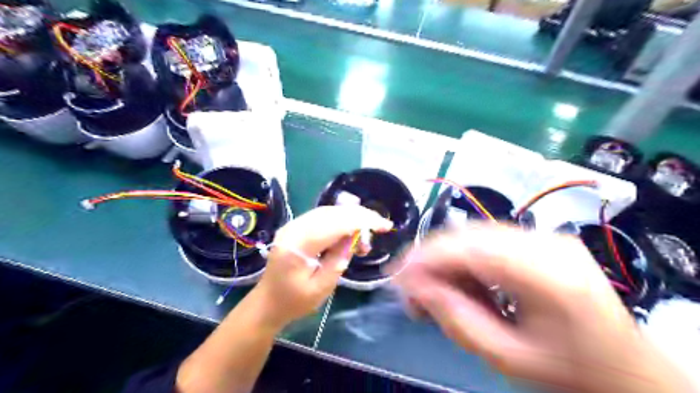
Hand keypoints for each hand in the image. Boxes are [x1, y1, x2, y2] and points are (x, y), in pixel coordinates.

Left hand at [250, 205, 392, 331]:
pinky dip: (340, 221)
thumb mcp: (322, 287)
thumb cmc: (294, 302)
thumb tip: (356, 236)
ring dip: (351, 218)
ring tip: (365, 236)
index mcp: (297, 246)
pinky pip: (322, 217)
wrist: (267, 303)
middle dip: (360, 216)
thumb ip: (340, 259)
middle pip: (332, 213)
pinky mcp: (296, 227)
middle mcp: (293, 229)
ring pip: (329, 212)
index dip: (362, 221)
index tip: (384, 225)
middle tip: (379, 226)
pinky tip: (350, 232)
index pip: (335, 224)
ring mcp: (293, 225)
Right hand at [392, 224, 690, 392]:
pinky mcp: (544, 240)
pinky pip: (490, 240)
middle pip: (471, 235)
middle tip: (409, 284)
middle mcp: (548, 243)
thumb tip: (415, 288)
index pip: (471, 248)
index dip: (427, 256)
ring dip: (447, 256)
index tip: (397, 274)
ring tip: (432, 285)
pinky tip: (460, 279)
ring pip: (477, 234)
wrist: (626, 370)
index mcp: (547, 274)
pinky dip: (466, 257)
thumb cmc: (570, 372)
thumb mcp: (507, 356)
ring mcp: (548, 237)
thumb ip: (456, 318)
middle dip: (432, 256)